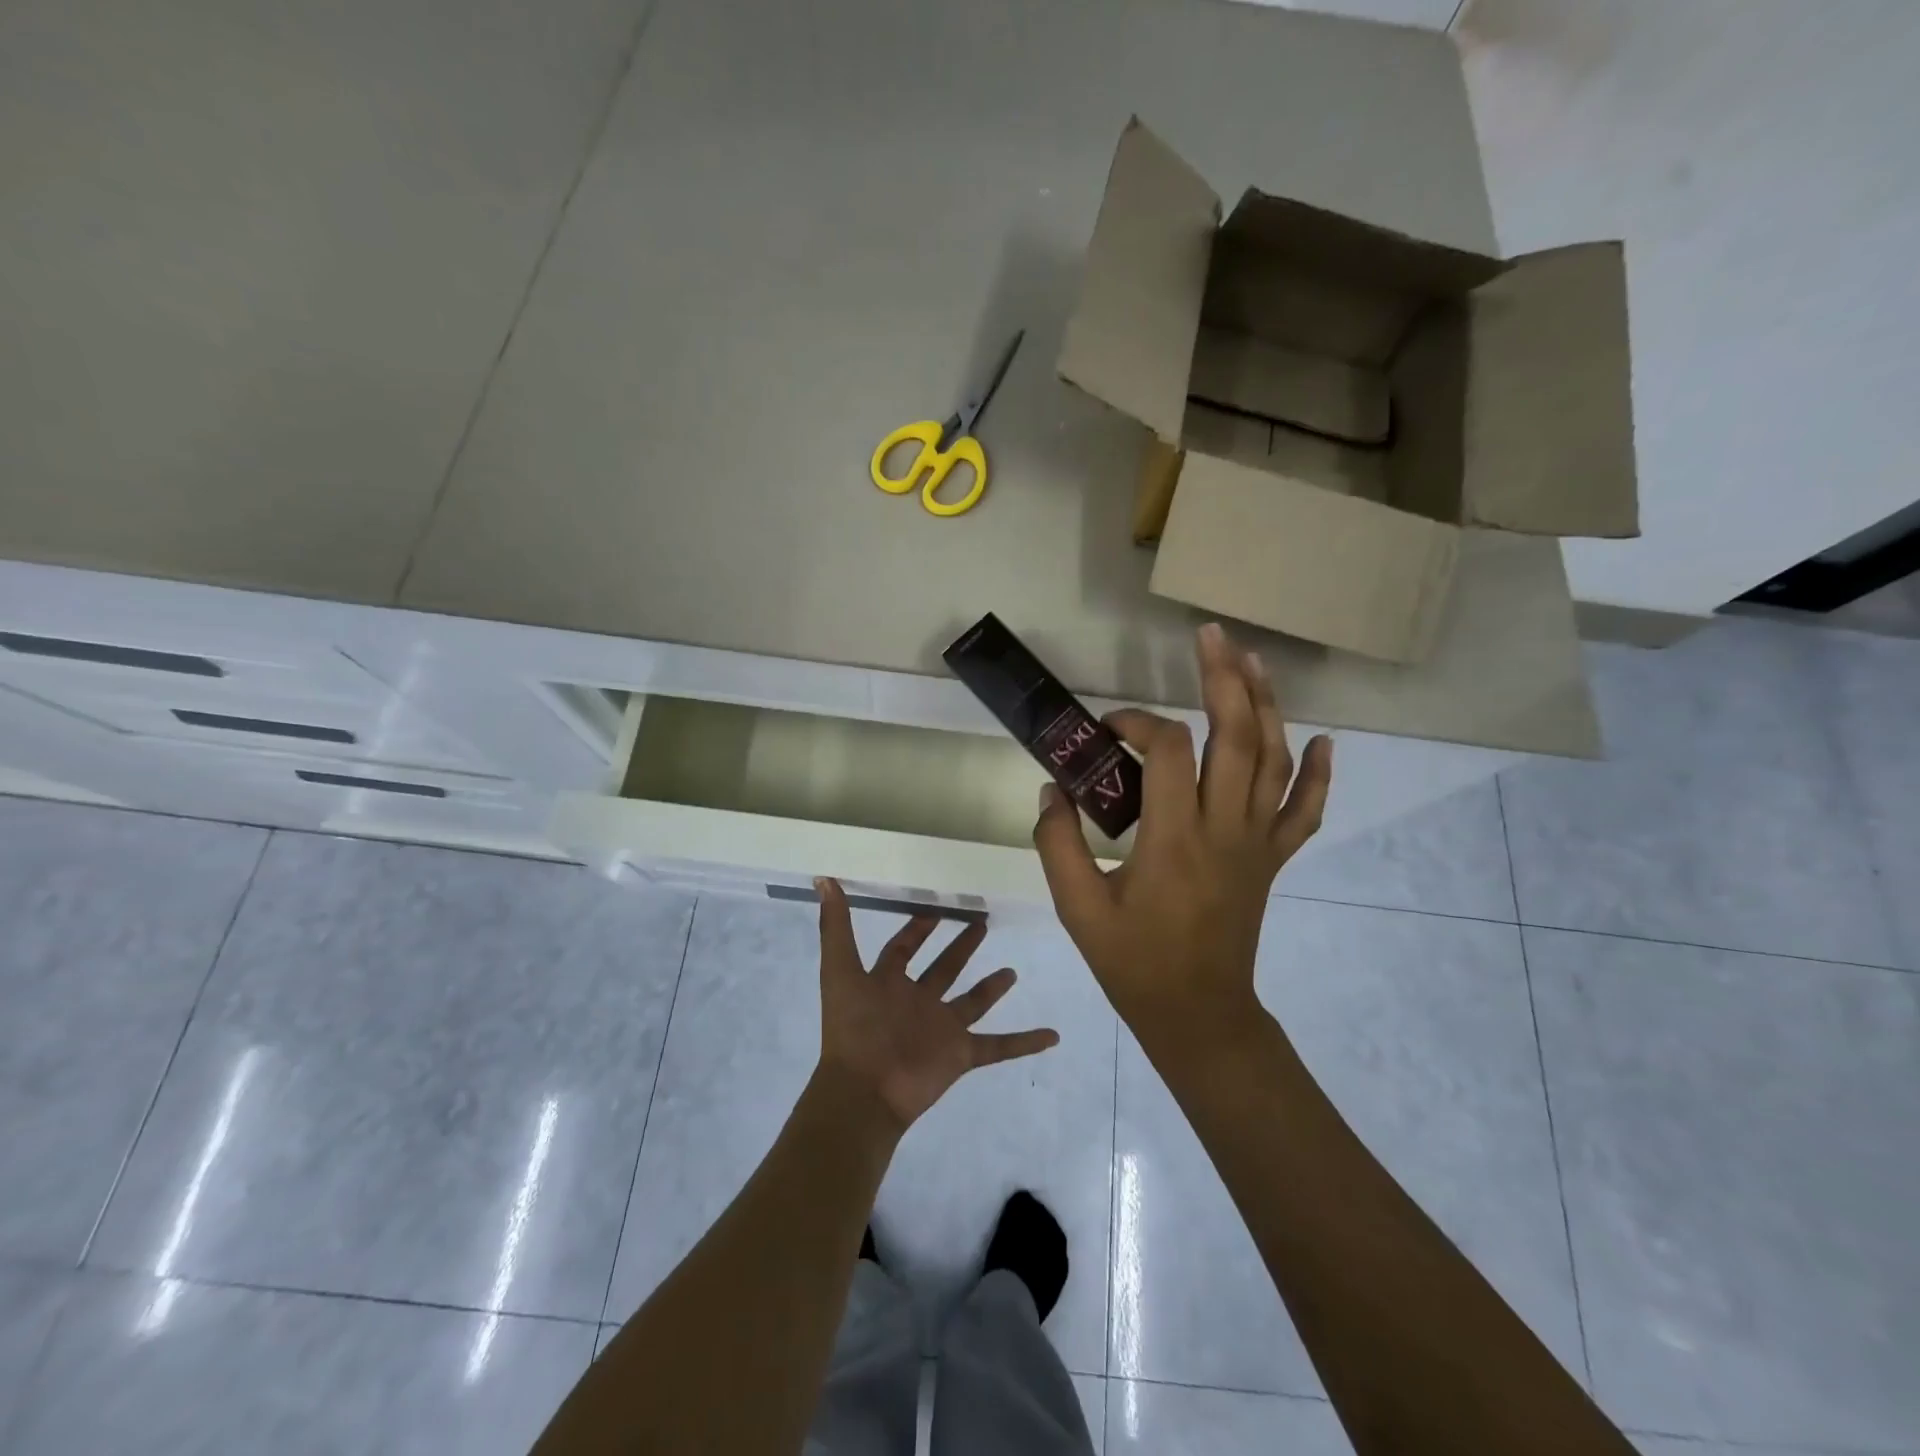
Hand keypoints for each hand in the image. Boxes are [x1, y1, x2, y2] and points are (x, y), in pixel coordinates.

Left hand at [814, 879, 1059, 1132]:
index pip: (903, 950)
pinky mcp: (960, 1054)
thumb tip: (824, 879)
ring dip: (991, 988)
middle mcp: (917, 1002)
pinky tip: (1052, 1035)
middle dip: (960, 947)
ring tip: (1012, 971)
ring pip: (972, 1003)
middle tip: (981, 922)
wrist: (864, 1091)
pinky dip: (1024, 1042)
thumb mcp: (840, 970)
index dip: (915, 930)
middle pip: (943, 969)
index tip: (934, 909)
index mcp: (888, 983)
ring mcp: (941, 1029)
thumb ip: (835, 926)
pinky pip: (999, 1046)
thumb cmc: (853, 1028)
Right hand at [1032, 622, 1331, 1047]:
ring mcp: (1256, 844)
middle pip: (1235, 737)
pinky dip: (1317, 775)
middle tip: (1211, 636)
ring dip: (1267, 705)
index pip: (1165, 752)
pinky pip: (1304, 812)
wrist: (1198, 1016)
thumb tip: (1052, 788)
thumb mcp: (1078, 908)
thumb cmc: (1134, 963)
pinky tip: (1322, 741)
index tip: (1107, 728)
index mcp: (1173, 839)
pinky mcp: (1272, 860)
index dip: (1136, 723)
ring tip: (1253, 661)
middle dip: (1224, 679)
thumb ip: (1056, 843)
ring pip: (1274, 761)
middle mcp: (1224, 830)